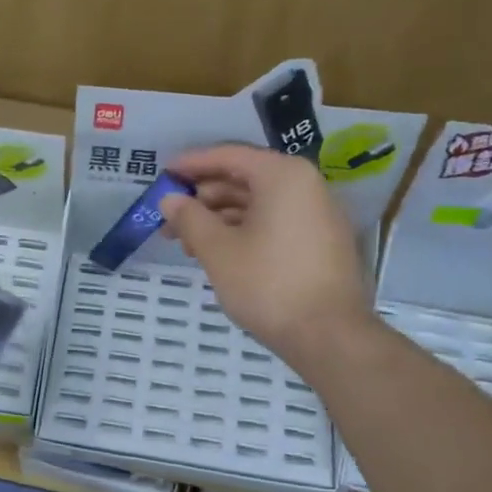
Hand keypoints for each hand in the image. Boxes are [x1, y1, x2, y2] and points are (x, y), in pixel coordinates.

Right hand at [160, 143, 370, 357]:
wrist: (328, 334)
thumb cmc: (267, 283)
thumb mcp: (218, 250)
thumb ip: (190, 219)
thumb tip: (170, 200)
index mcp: (283, 176)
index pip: (229, 156)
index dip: (192, 164)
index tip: (163, 174)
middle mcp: (306, 185)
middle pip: (245, 179)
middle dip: (203, 198)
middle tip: (169, 219)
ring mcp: (317, 215)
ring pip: (259, 205)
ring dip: (220, 218)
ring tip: (188, 243)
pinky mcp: (321, 242)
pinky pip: (275, 223)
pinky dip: (244, 231)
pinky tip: (219, 254)